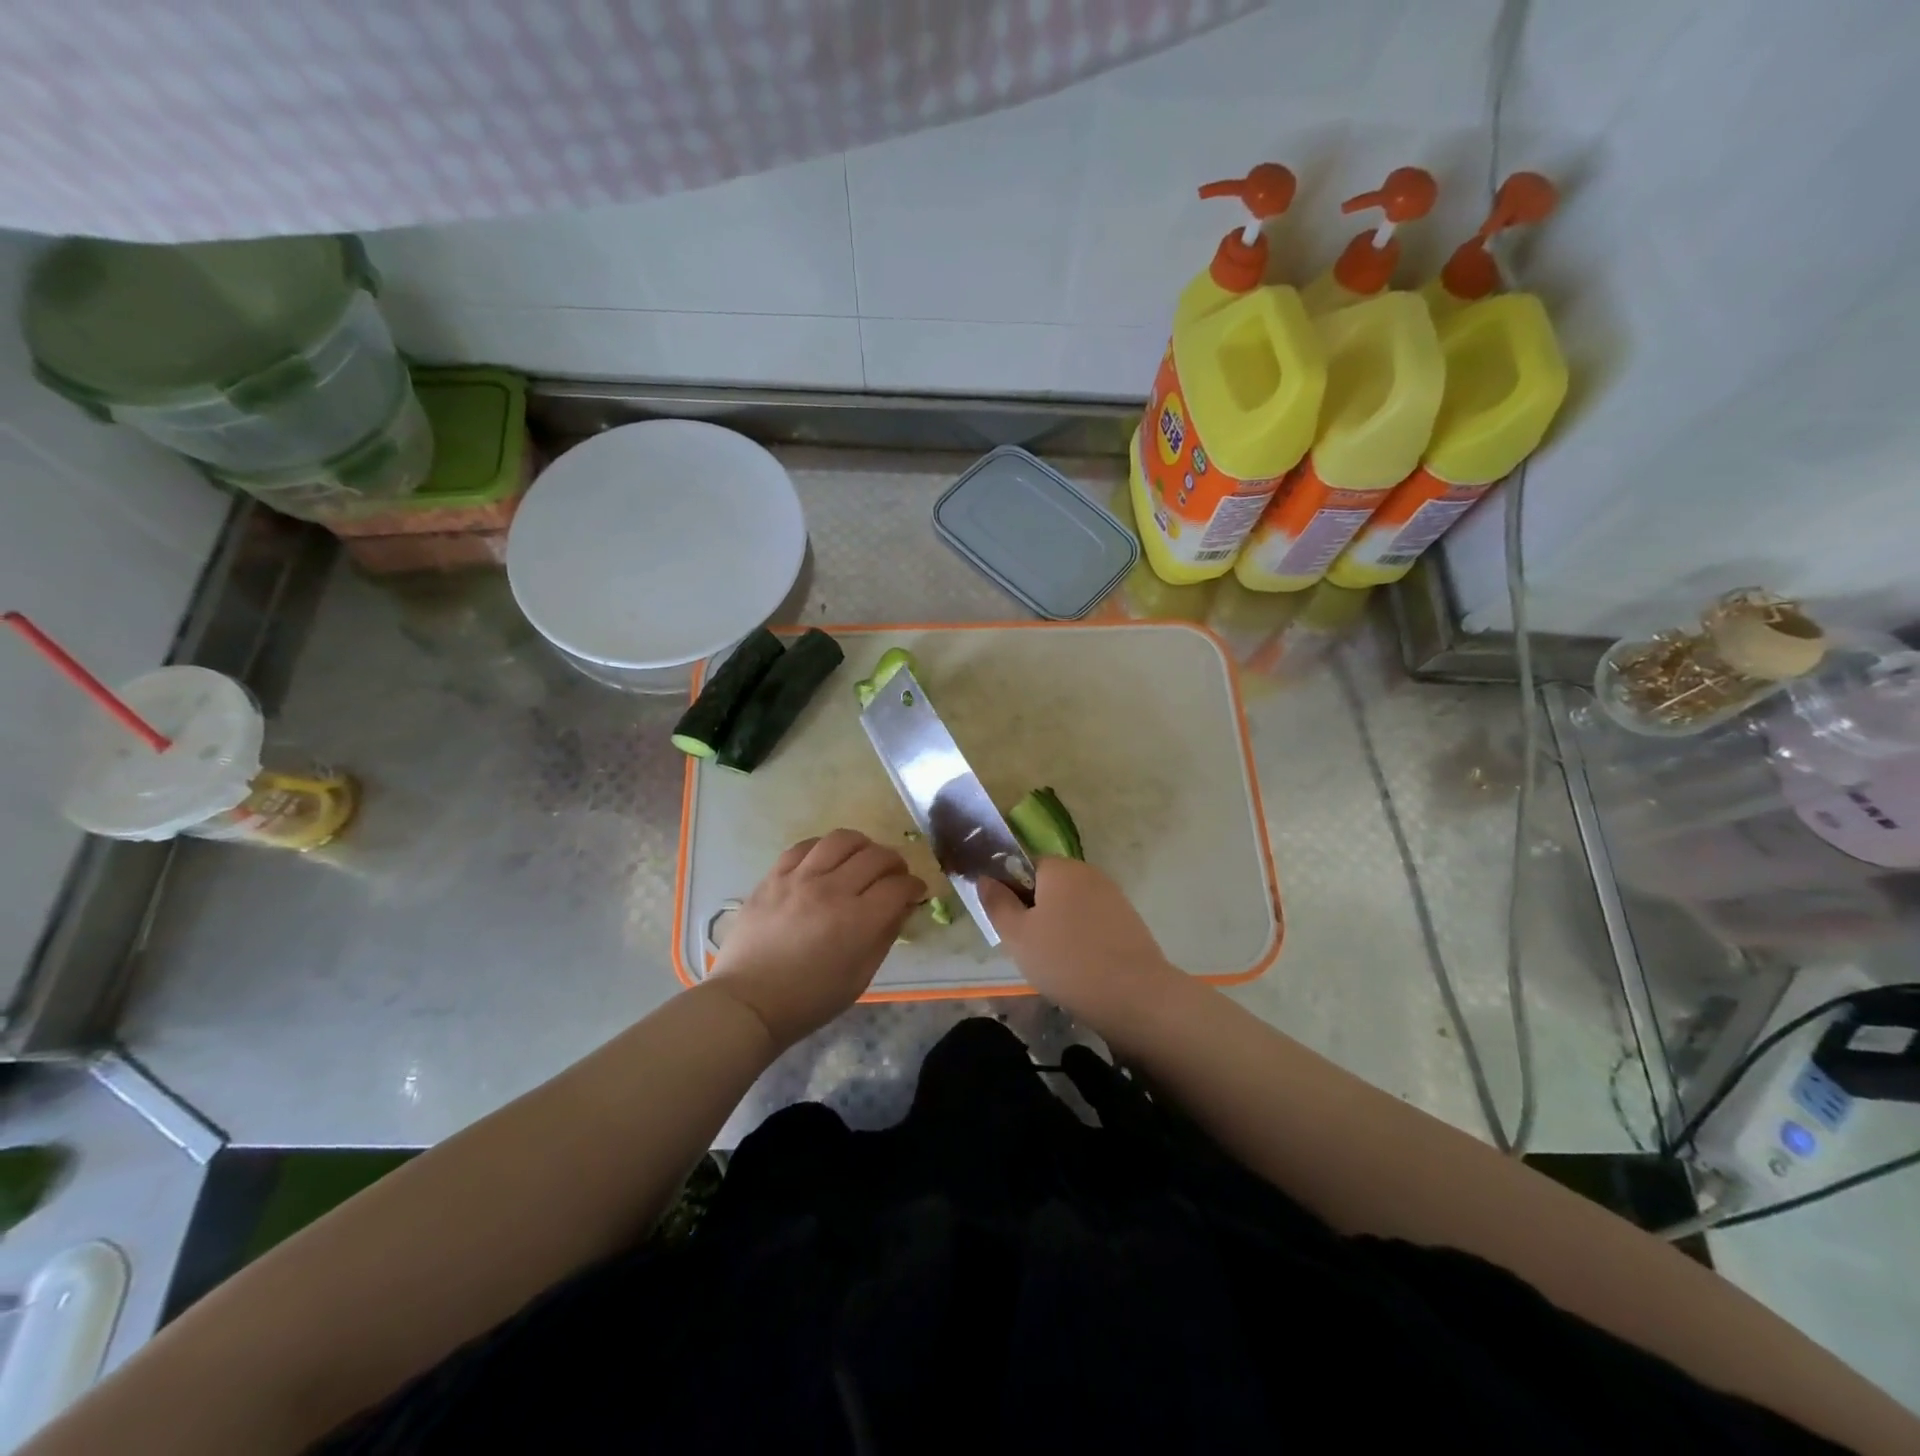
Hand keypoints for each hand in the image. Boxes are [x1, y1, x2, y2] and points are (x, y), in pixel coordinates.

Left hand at [707, 829, 925, 1047]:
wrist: (747, 1002)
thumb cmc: (809, 1000)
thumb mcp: (859, 977)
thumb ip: (885, 936)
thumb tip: (902, 907)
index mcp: (857, 921)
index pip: (898, 886)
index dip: (914, 886)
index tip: (915, 891)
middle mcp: (831, 890)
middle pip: (876, 856)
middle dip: (895, 863)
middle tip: (895, 875)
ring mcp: (799, 879)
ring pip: (842, 839)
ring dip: (862, 845)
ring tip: (863, 858)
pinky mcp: (774, 876)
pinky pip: (805, 846)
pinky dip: (824, 848)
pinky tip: (827, 859)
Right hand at [978, 858, 1179, 1024]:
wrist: (1134, 995)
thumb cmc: (1066, 961)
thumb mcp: (1017, 935)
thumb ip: (997, 903)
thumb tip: (985, 878)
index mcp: (1059, 868)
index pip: (1023, 866)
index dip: (1010, 892)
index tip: (1008, 925)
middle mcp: (1088, 872)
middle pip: (1048, 886)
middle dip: (1035, 912)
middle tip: (1028, 948)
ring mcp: (1112, 896)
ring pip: (1071, 907)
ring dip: (1058, 927)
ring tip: (1054, 963)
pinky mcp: (1128, 921)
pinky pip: (1092, 923)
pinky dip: (1081, 939)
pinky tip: (1080, 968)